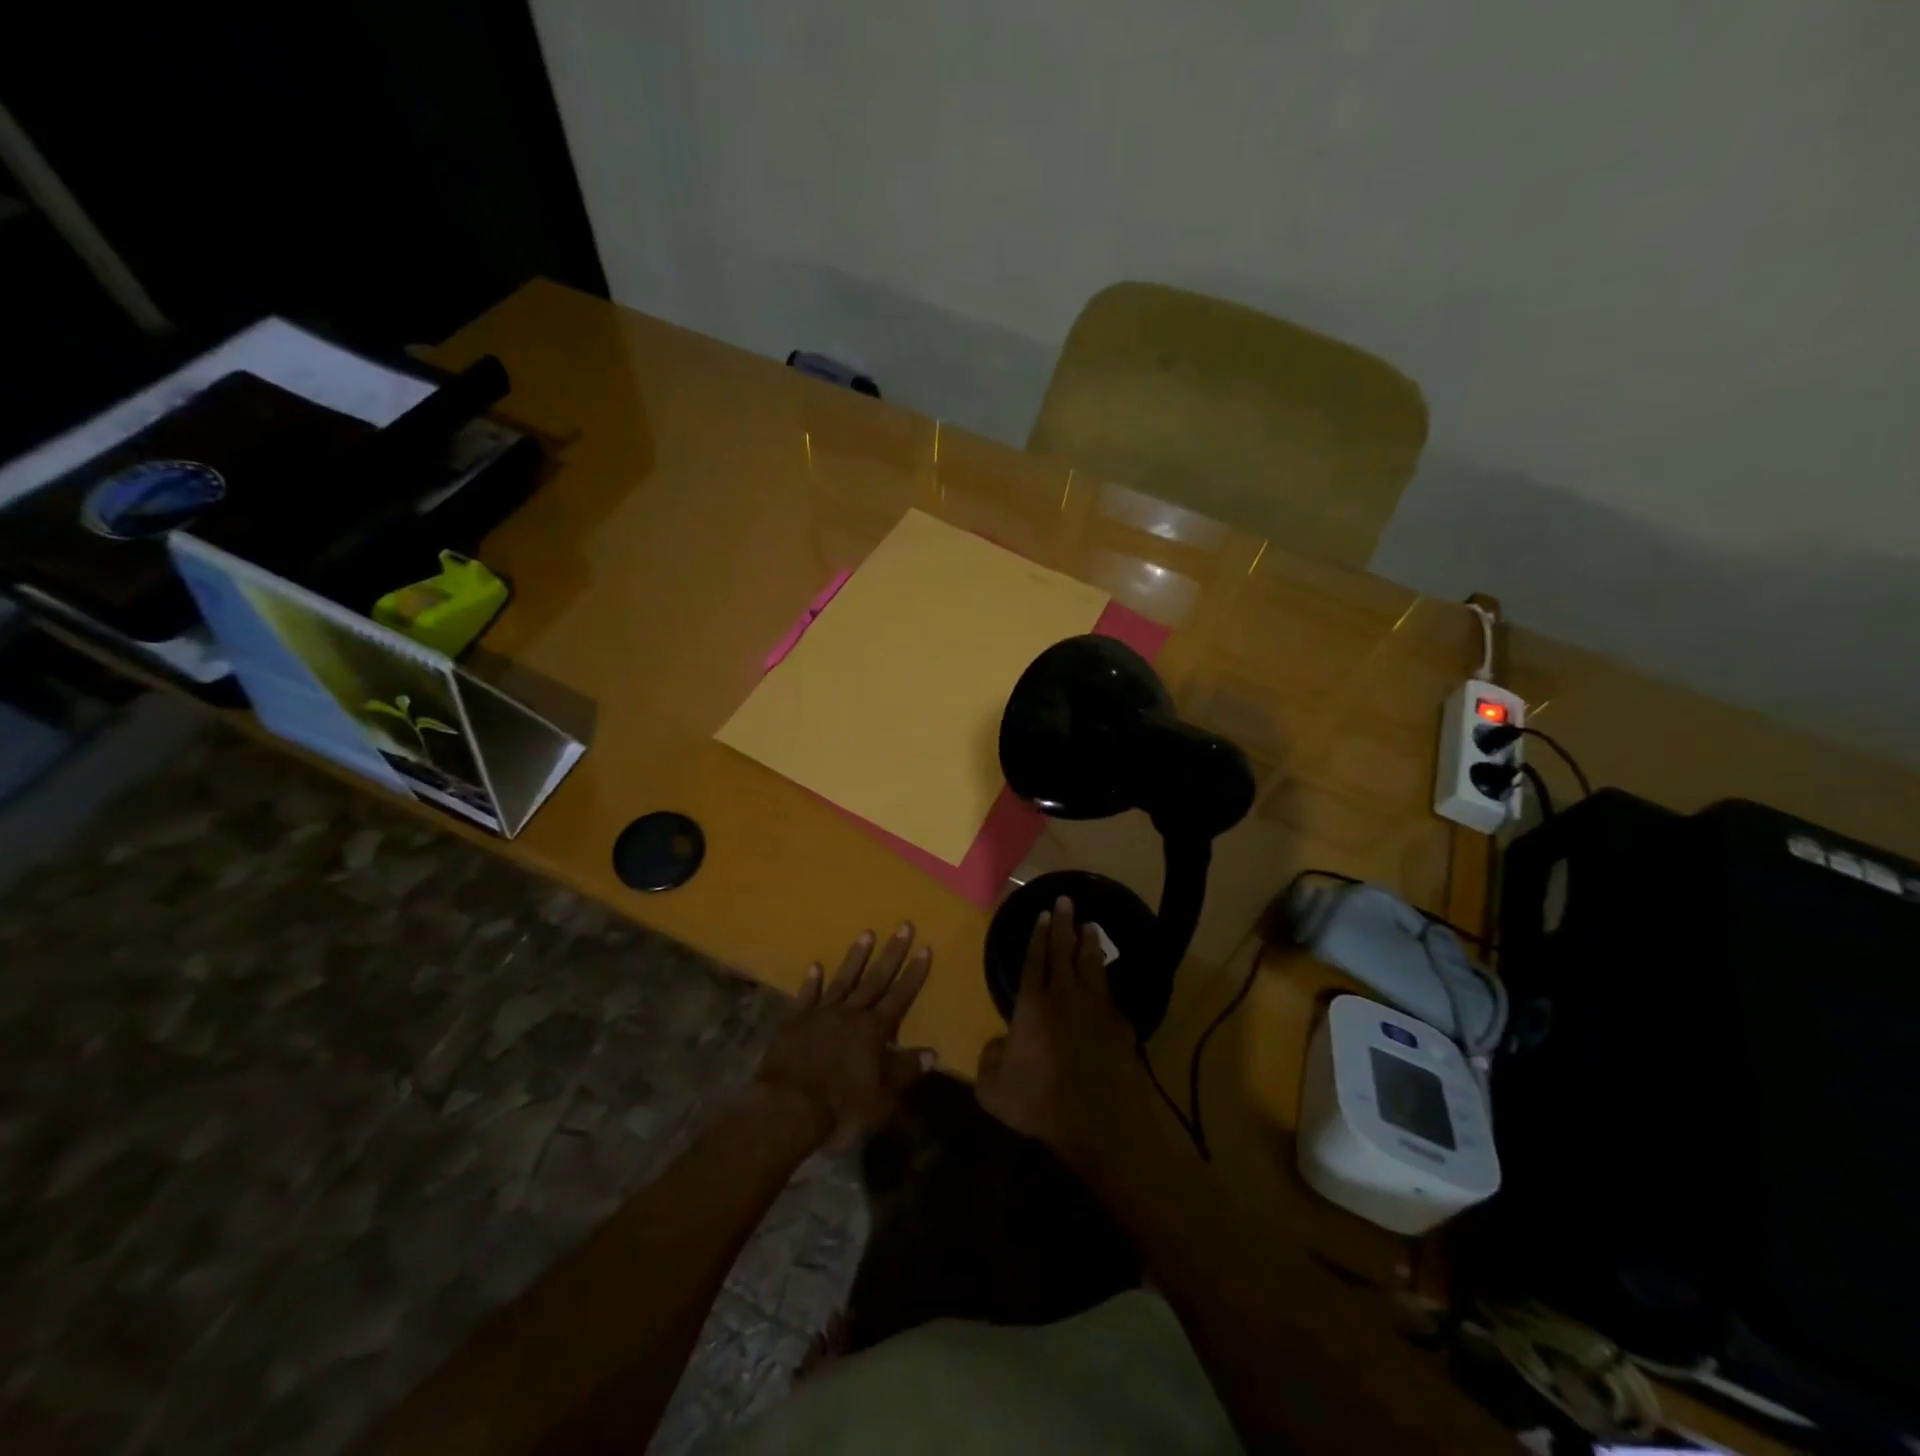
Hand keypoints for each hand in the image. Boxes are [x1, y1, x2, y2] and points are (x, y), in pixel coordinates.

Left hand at [754, 923, 934, 1151]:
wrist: (786, 1110)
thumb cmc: (840, 1108)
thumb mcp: (882, 1098)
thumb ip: (905, 1072)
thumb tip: (932, 1052)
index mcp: (874, 1031)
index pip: (900, 996)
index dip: (914, 973)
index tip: (925, 947)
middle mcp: (850, 1014)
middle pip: (875, 979)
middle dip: (892, 953)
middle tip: (903, 925)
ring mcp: (820, 1015)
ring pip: (843, 980)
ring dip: (856, 957)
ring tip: (866, 933)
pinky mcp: (793, 1023)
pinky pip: (806, 997)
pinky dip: (811, 982)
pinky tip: (815, 966)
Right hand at [975, 897, 1153, 1169]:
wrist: (1100, 1123)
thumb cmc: (1040, 1104)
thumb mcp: (993, 1091)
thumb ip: (988, 1062)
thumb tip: (996, 1045)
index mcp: (1031, 1006)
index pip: (1032, 960)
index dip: (1036, 936)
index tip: (1041, 915)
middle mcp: (1064, 996)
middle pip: (1063, 951)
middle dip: (1063, 924)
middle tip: (1066, 901)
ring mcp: (1096, 1008)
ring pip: (1091, 964)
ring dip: (1089, 942)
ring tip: (1090, 924)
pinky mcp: (1120, 1024)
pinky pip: (1110, 991)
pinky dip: (1106, 976)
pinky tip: (1106, 972)